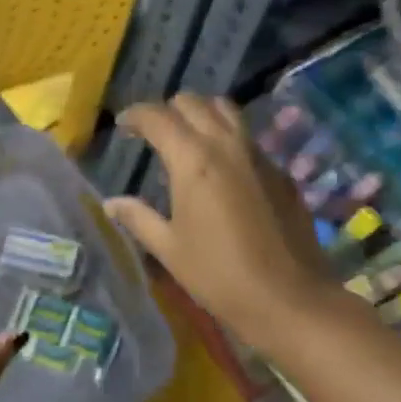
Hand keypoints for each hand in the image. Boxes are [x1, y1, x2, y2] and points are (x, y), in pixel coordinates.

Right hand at [104, 95, 335, 352]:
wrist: (289, 298)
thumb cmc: (219, 275)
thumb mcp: (169, 249)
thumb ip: (138, 218)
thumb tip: (111, 202)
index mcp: (193, 159)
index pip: (158, 117)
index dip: (135, 116)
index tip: (122, 125)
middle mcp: (227, 145)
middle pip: (194, 103)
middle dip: (169, 110)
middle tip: (154, 132)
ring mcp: (259, 155)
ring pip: (227, 112)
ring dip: (202, 115)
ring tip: (188, 139)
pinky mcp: (281, 172)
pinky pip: (248, 139)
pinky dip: (228, 140)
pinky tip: (222, 170)